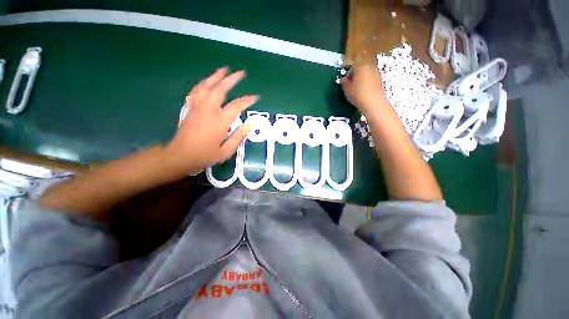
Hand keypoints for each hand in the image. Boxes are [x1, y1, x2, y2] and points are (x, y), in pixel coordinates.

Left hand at [167, 68, 257, 174]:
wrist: (179, 157)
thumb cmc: (204, 156)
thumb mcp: (226, 151)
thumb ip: (238, 137)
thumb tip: (248, 126)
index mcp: (219, 122)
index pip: (236, 107)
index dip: (247, 100)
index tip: (255, 97)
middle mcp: (208, 111)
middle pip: (220, 90)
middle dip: (231, 80)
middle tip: (240, 73)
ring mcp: (197, 108)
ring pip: (206, 87)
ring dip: (215, 77)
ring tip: (223, 70)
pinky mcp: (190, 109)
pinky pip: (196, 92)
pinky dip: (202, 84)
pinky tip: (207, 81)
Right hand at [341, 64, 389, 116]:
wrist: (373, 103)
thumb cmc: (358, 95)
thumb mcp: (346, 89)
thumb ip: (344, 82)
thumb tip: (343, 80)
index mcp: (360, 67)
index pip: (351, 68)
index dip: (347, 75)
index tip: (345, 82)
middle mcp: (370, 68)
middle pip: (360, 70)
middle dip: (355, 77)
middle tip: (350, 86)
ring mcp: (377, 74)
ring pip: (366, 75)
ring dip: (361, 81)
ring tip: (357, 91)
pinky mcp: (380, 82)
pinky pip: (371, 81)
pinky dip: (367, 85)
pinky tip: (363, 93)